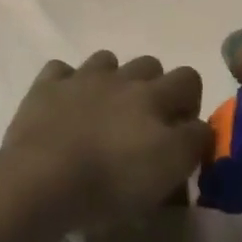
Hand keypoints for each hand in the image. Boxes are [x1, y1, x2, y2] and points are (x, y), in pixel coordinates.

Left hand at [0, 52, 210, 230]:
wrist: (44, 178)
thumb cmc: (112, 180)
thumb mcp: (170, 169)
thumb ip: (193, 142)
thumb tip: (198, 127)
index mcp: (154, 96)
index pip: (190, 78)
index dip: (190, 102)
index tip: (180, 133)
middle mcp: (121, 78)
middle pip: (150, 64)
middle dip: (153, 87)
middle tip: (143, 125)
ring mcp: (81, 78)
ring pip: (106, 60)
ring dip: (112, 79)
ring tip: (104, 112)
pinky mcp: (46, 88)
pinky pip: (61, 71)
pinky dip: (67, 84)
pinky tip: (65, 105)